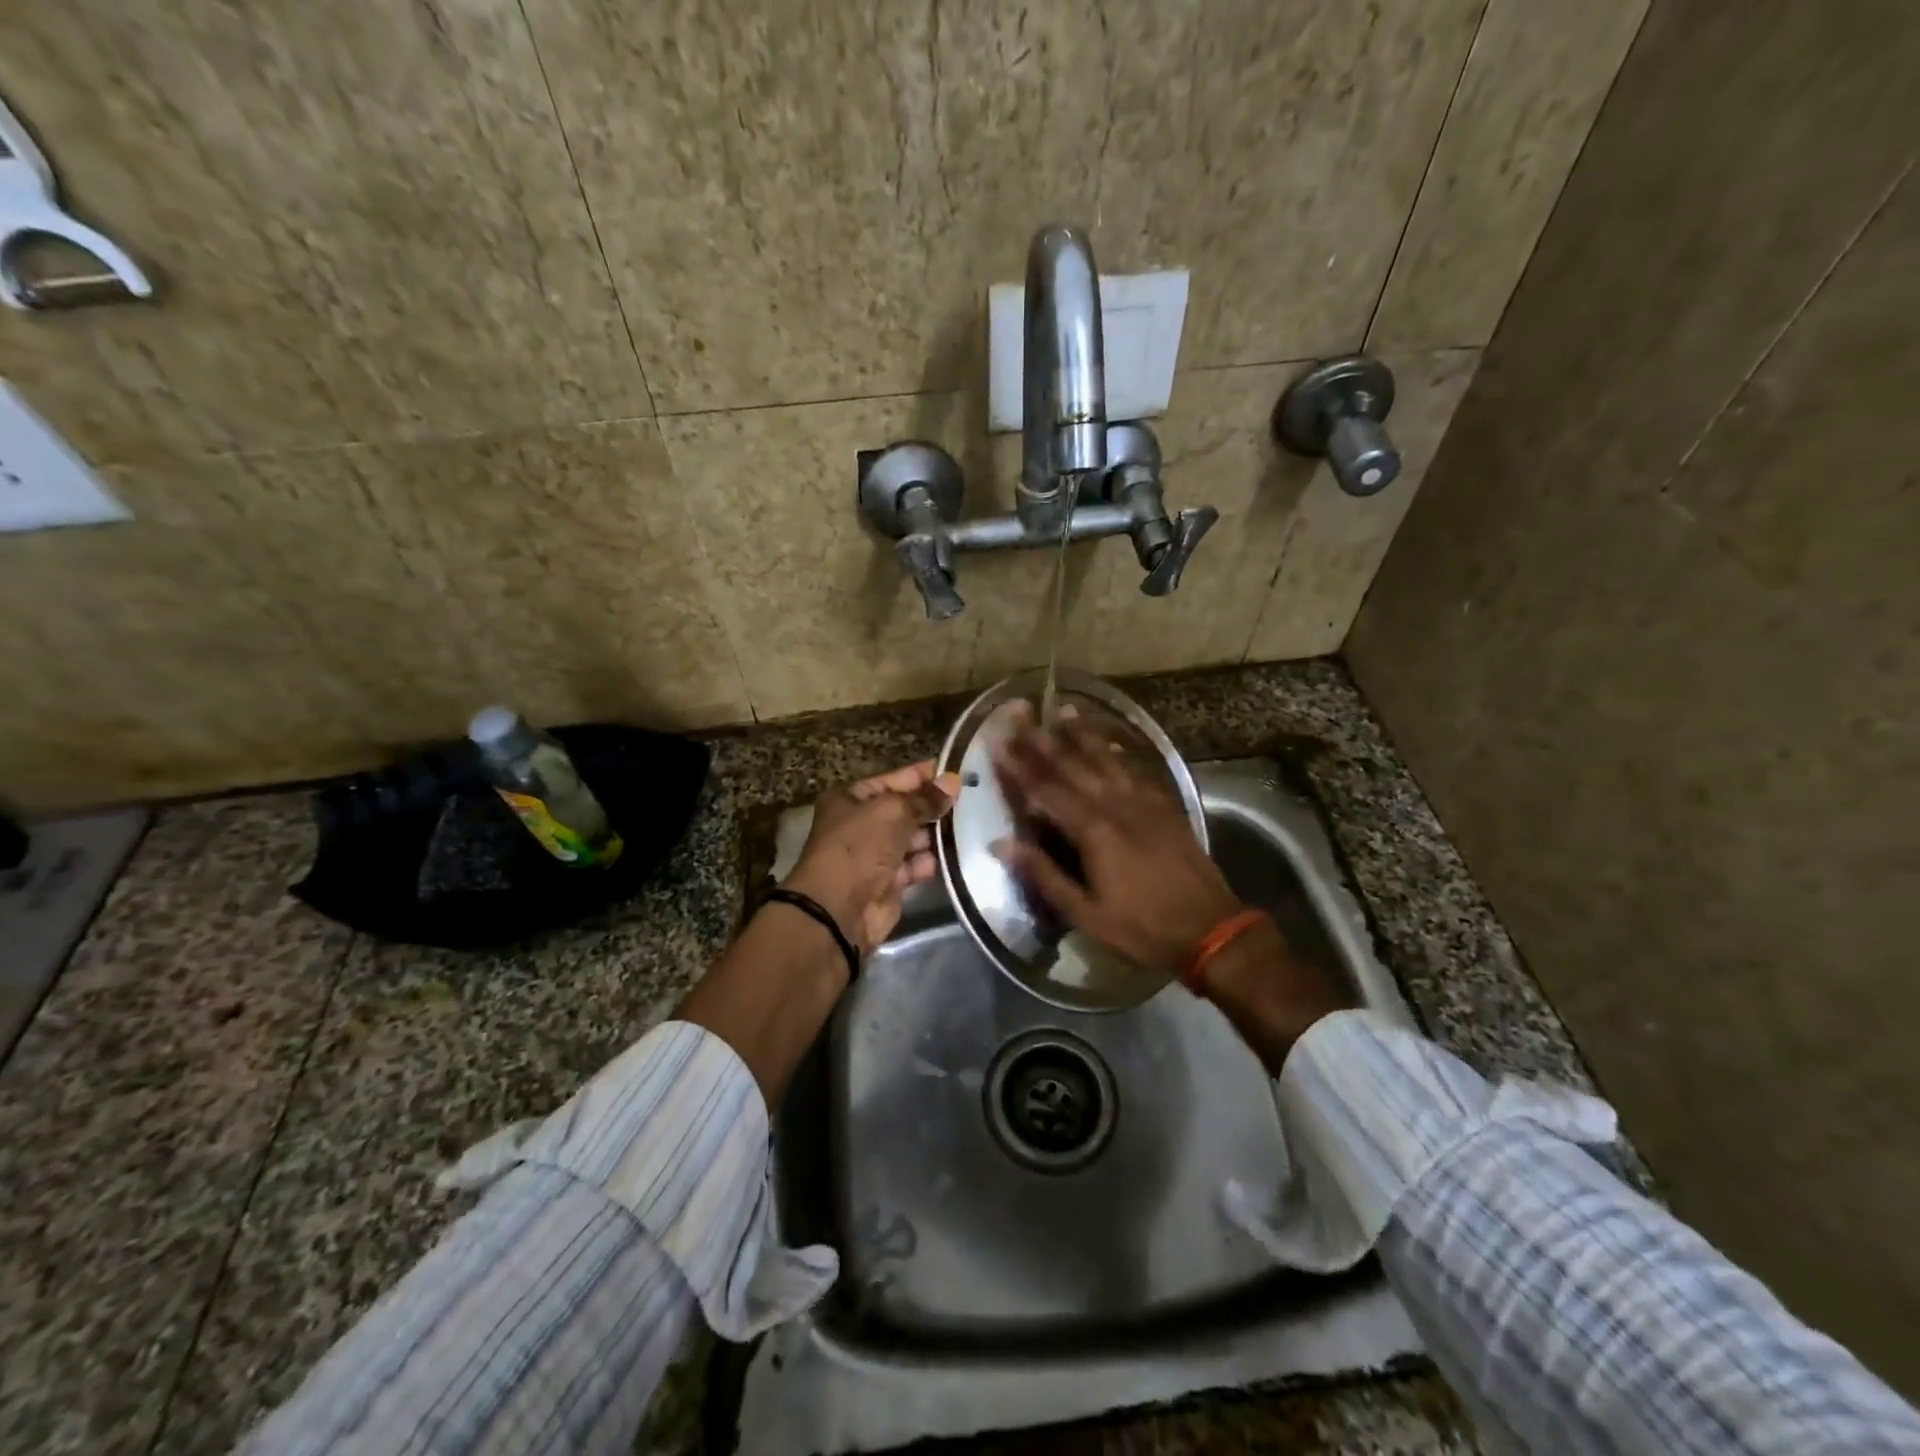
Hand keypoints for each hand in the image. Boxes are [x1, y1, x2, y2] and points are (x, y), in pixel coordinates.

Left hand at [783, 760, 961, 954]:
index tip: (958, 770)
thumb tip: (952, 781)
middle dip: (934, 806)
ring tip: (973, 824)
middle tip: (973, 799)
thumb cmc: (859, 847)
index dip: (924, 775)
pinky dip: (932, 861)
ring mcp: (875, 855)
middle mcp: (861, 824)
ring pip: (913, 838)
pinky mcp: (889, 883)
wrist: (839, 909)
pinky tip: (958, 853)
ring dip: (937, 833)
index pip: (894, 779)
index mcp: (851, 799)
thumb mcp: (893, 811)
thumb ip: (925, 799)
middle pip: (905, 809)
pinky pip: (916, 865)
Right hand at [992, 714, 1240, 979]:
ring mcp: (1144, 801)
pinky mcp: (1164, 805)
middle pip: (1073, 765)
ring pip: (1106, 759)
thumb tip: (1001, 843)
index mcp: (1093, 830)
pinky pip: (1135, 769)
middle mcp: (1116, 804)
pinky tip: (1108, 743)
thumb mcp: (1085, 912)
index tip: (999, 743)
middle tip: (1021, 717)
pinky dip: (1116, 752)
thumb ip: (1043, 873)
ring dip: (1082, 734)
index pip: (1046, 790)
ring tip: (1062, 711)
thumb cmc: (1141, 926)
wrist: (1209, 927)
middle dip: (1043, 741)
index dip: (1019, 766)